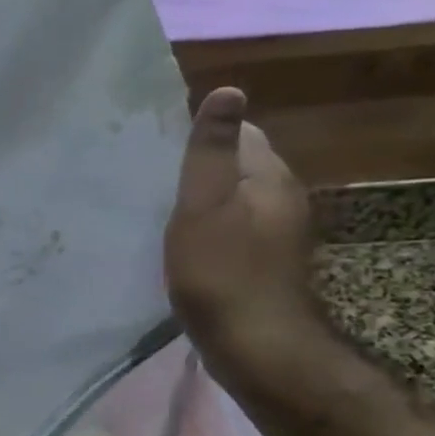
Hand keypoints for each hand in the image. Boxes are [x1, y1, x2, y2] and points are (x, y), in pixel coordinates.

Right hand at [164, 87, 318, 378]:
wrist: (256, 347)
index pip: (241, 132)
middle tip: (153, 181)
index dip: (201, 136)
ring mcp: (276, 232)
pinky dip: (209, 227)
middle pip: (238, 164)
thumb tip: (228, 88)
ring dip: (203, 199)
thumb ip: (211, 151)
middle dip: (200, 168)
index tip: (161, 152)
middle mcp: (281, 196)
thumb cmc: (222, 273)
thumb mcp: (204, 206)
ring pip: (235, 197)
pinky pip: (233, 227)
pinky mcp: (264, 261)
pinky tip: (184, 245)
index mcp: (269, 175)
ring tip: (161, 211)